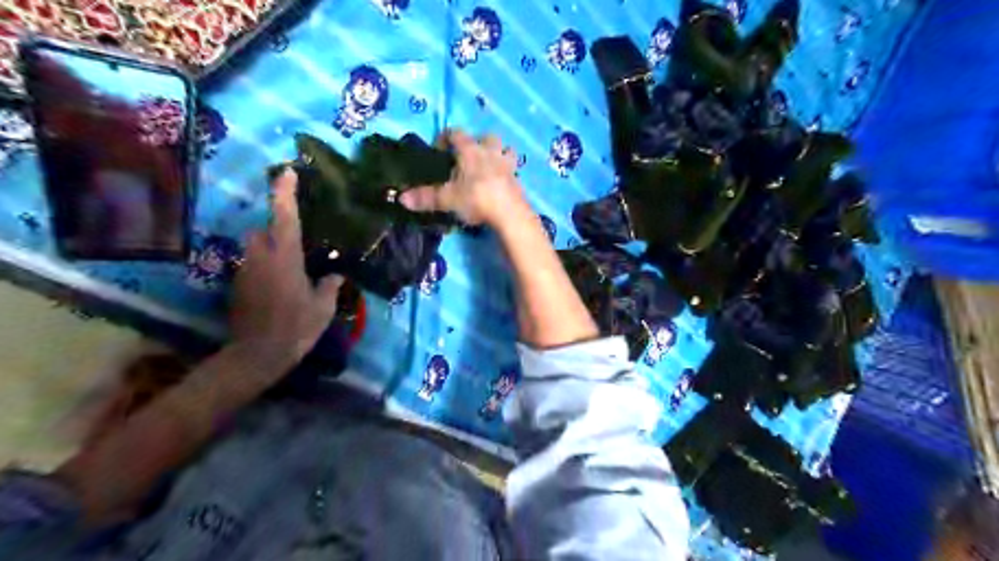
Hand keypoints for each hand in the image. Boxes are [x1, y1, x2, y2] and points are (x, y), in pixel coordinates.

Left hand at [231, 168, 344, 365]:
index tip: (287, 172)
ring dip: (269, 253)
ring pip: (254, 250)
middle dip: (273, 231)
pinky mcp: (236, 286)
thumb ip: (329, 286)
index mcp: (286, 258)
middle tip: (294, 246)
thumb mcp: (323, 307)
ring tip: (288, 273)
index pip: (285, 217)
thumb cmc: (296, 327)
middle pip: (261, 231)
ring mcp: (245, 271)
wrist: (257, 354)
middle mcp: (261, 258)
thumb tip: (336, 275)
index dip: (285, 193)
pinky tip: (277, 291)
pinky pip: (251, 268)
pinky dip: (263, 271)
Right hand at [399, 129, 526, 224]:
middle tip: (467, 158)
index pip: (456, 133)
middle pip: (486, 137)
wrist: (510, 214)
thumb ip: (426, 198)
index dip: (445, 138)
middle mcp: (491, 151)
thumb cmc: (476, 199)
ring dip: (497, 154)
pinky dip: (506, 173)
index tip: (438, 151)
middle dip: (477, 143)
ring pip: (505, 149)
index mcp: (470, 150)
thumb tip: (401, 198)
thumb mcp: (447, 199)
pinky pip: (513, 170)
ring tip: (489, 167)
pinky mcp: (519, 180)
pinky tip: (500, 185)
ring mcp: (508, 165)